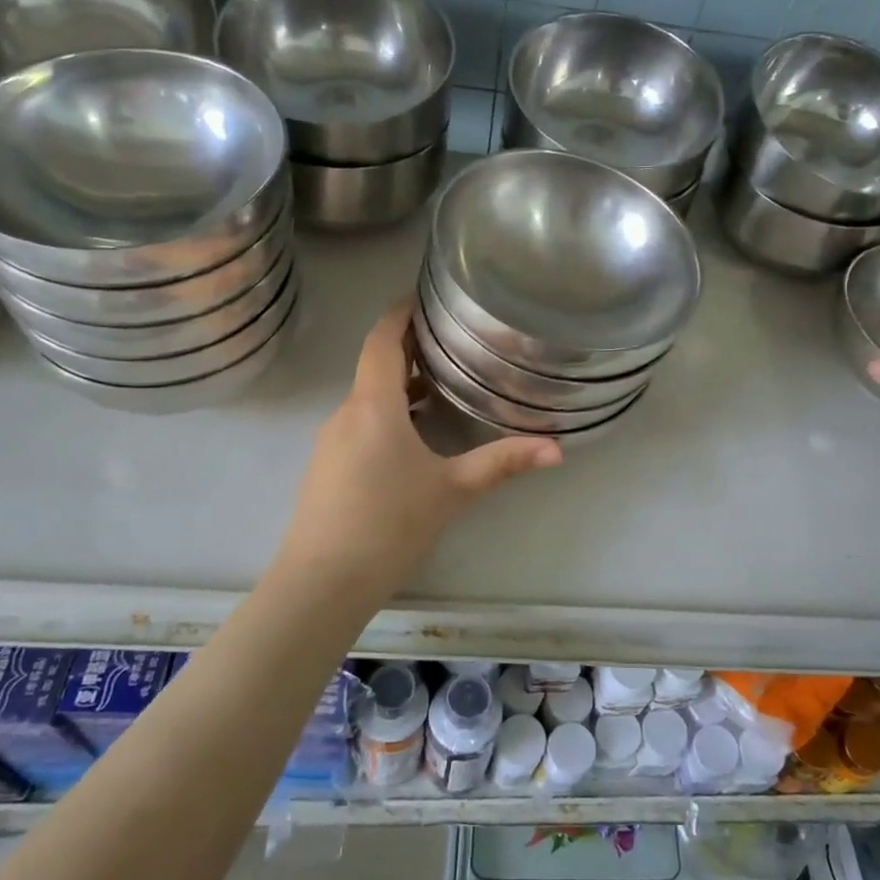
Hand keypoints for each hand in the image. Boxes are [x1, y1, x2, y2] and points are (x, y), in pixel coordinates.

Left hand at [270, 301, 561, 603]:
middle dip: (409, 349)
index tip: (423, 296)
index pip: (380, 340)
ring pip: (367, 398)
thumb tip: (557, 449)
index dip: (399, 314)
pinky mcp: (326, 468)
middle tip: (451, 340)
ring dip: (400, 385)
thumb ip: (503, 463)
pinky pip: (359, 424)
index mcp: (373, 405)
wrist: (322, 582)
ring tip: (442, 384)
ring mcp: (330, 442)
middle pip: (375, 366)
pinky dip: (387, 414)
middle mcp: (346, 414)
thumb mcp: (453, 489)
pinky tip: (414, 437)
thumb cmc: (389, 523)